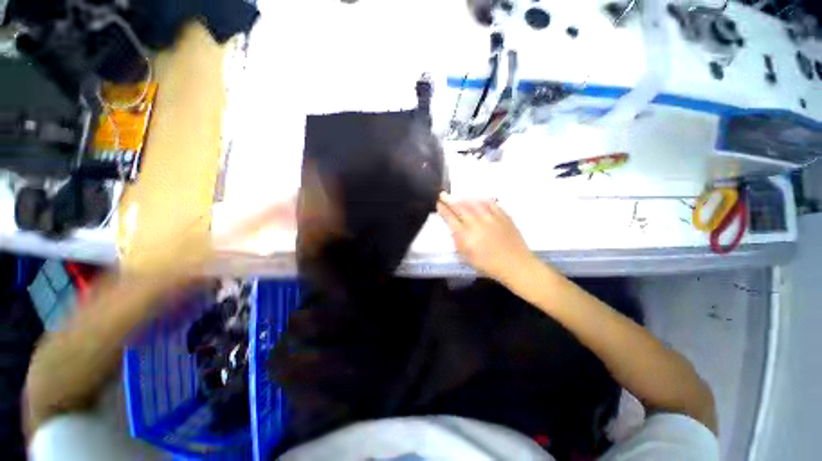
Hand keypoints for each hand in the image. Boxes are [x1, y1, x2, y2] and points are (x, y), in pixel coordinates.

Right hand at [437, 192, 535, 282]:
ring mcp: (491, 218)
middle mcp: (477, 224)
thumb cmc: (488, 265)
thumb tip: (453, 229)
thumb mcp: (467, 258)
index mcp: (466, 236)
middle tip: (443, 195)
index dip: (443, 209)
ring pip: (474, 203)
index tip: (438, 203)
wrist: (515, 265)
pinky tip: (479, 200)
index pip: (450, 218)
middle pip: (460, 207)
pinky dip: (482, 200)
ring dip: (464, 199)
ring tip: (459, 198)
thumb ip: (458, 242)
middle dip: (450, 200)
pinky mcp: (503, 216)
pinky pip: (491, 203)